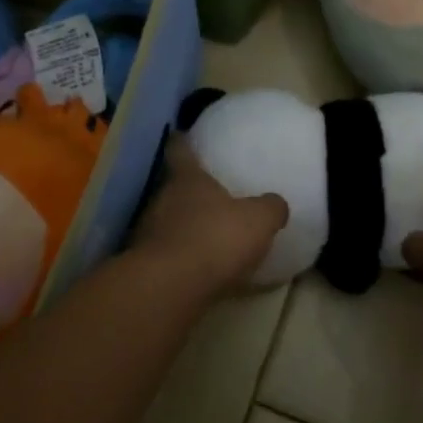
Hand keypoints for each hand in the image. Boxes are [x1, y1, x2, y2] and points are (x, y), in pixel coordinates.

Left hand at [132, 137, 289, 297]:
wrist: (169, 288)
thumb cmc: (215, 238)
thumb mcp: (258, 220)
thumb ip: (270, 208)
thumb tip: (276, 204)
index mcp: (188, 179)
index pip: (180, 150)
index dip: (182, 142)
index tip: (181, 134)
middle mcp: (162, 199)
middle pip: (173, 187)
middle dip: (188, 190)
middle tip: (208, 193)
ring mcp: (148, 233)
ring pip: (167, 221)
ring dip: (183, 226)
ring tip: (205, 233)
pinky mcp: (145, 266)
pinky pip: (167, 254)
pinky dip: (180, 258)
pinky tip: (198, 269)